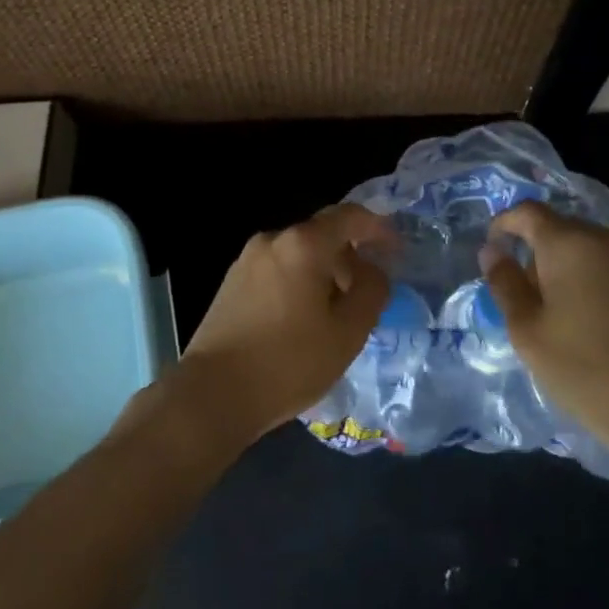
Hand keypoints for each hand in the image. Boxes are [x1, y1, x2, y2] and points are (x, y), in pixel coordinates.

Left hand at [173, 205, 391, 447]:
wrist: (213, 393)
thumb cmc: (288, 362)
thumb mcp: (347, 332)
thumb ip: (370, 291)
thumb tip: (373, 270)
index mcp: (303, 244)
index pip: (349, 216)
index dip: (378, 228)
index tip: (396, 250)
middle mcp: (272, 240)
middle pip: (321, 235)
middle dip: (350, 257)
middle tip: (368, 293)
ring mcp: (246, 260)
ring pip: (298, 255)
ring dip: (324, 273)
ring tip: (337, 314)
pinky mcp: (231, 283)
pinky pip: (277, 271)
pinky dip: (298, 283)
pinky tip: (303, 321)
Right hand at [483, 202, 608, 461]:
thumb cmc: (591, 372)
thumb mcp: (529, 333)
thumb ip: (506, 284)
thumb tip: (492, 252)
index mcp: (569, 243)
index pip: (527, 212)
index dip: (503, 225)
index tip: (493, 252)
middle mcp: (607, 239)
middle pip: (560, 229)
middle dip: (536, 252)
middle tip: (525, 297)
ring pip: (589, 249)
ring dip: (567, 269)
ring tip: (560, 316)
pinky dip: (595, 282)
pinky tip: (595, 325)